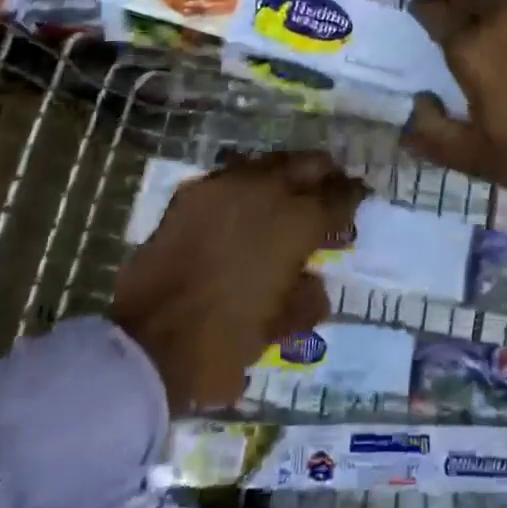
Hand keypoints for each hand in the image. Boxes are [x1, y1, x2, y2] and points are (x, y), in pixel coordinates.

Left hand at [111, 151, 364, 413]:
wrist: (145, 345)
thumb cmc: (221, 344)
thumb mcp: (277, 330)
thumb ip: (306, 300)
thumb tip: (314, 282)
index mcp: (294, 224)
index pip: (337, 198)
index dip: (353, 197)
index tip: (361, 197)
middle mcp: (265, 192)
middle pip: (307, 165)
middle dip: (325, 174)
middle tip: (332, 187)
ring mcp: (224, 186)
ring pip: (269, 162)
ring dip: (286, 173)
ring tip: (290, 191)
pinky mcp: (192, 193)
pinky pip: (232, 174)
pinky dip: (248, 183)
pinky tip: (248, 200)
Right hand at [404, 0, 506, 249]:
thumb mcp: (481, 161)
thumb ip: (434, 133)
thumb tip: (415, 106)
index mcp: (476, 45)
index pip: (435, 12)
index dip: (424, 14)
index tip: (419, 20)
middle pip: (474, 1)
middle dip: (461, 11)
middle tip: (460, 33)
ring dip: (504, 21)